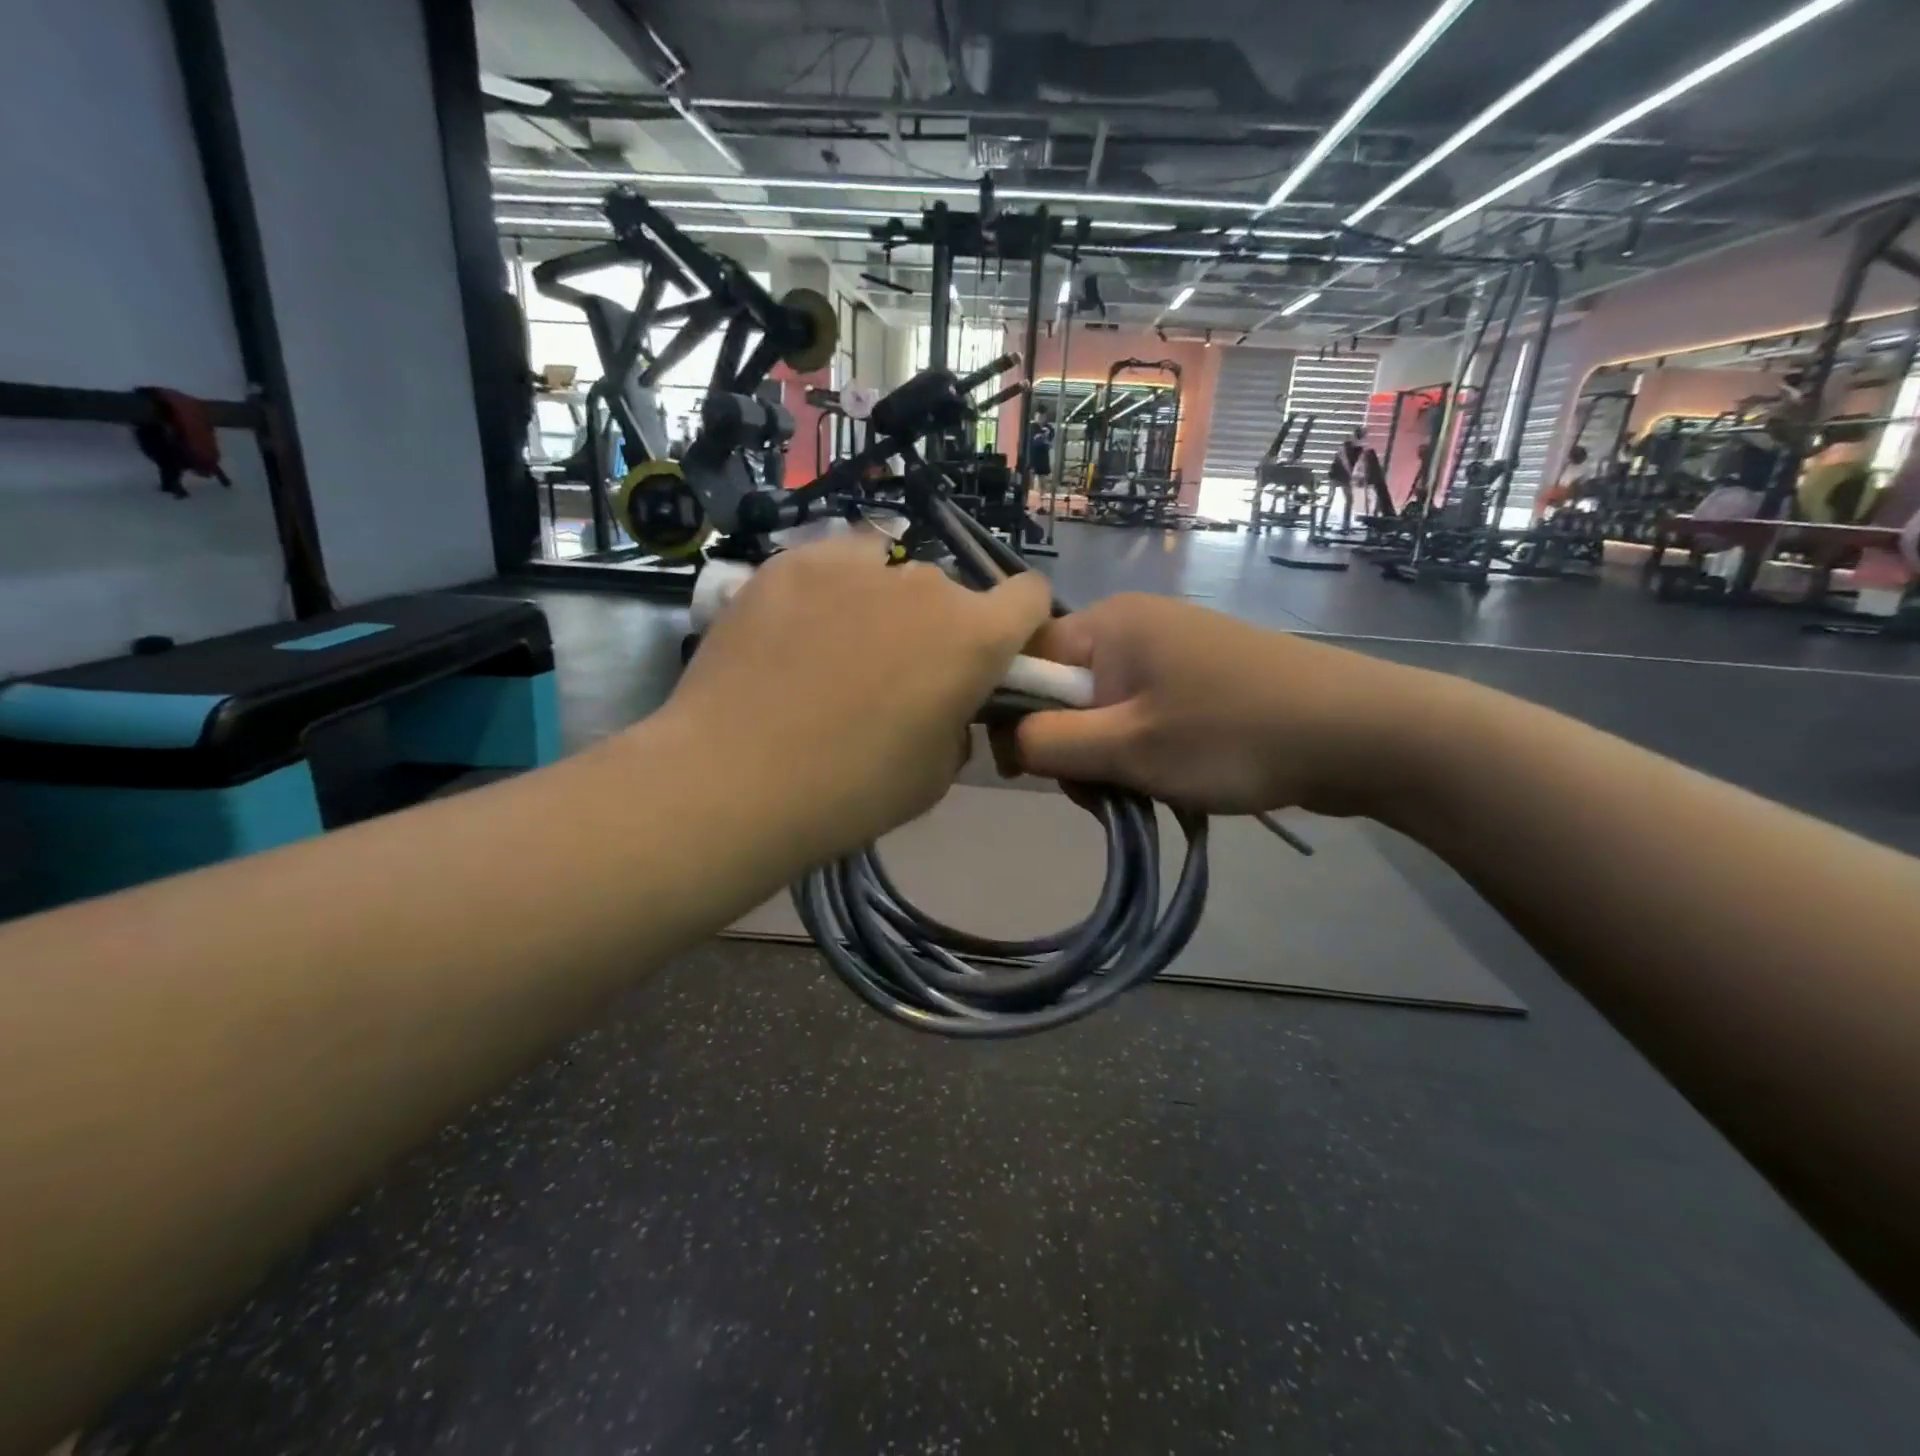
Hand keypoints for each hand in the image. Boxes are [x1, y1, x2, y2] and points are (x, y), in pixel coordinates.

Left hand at [659, 535, 1052, 860]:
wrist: (734, 779)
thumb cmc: (851, 790)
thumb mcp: (936, 775)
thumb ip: (959, 722)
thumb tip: (946, 701)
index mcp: (974, 636)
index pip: (1029, 596)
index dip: (1018, 625)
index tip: (991, 658)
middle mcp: (925, 584)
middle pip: (950, 593)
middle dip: (937, 628)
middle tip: (894, 676)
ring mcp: (854, 563)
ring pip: (890, 572)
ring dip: (883, 604)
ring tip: (836, 650)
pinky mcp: (791, 560)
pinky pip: (832, 565)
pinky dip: (829, 592)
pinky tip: (793, 634)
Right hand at [1008, 593, 1433, 816]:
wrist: (1359, 733)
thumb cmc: (1231, 735)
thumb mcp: (1126, 747)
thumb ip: (1047, 741)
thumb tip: (1005, 739)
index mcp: (1108, 623)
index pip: (1025, 659)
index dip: (1015, 713)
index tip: (1032, 768)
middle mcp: (1134, 626)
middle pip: (1064, 690)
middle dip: (1070, 746)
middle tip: (1102, 789)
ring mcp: (1171, 652)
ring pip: (1104, 711)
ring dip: (1108, 757)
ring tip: (1143, 790)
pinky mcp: (1200, 679)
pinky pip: (1142, 715)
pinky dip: (1142, 751)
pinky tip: (1169, 781)